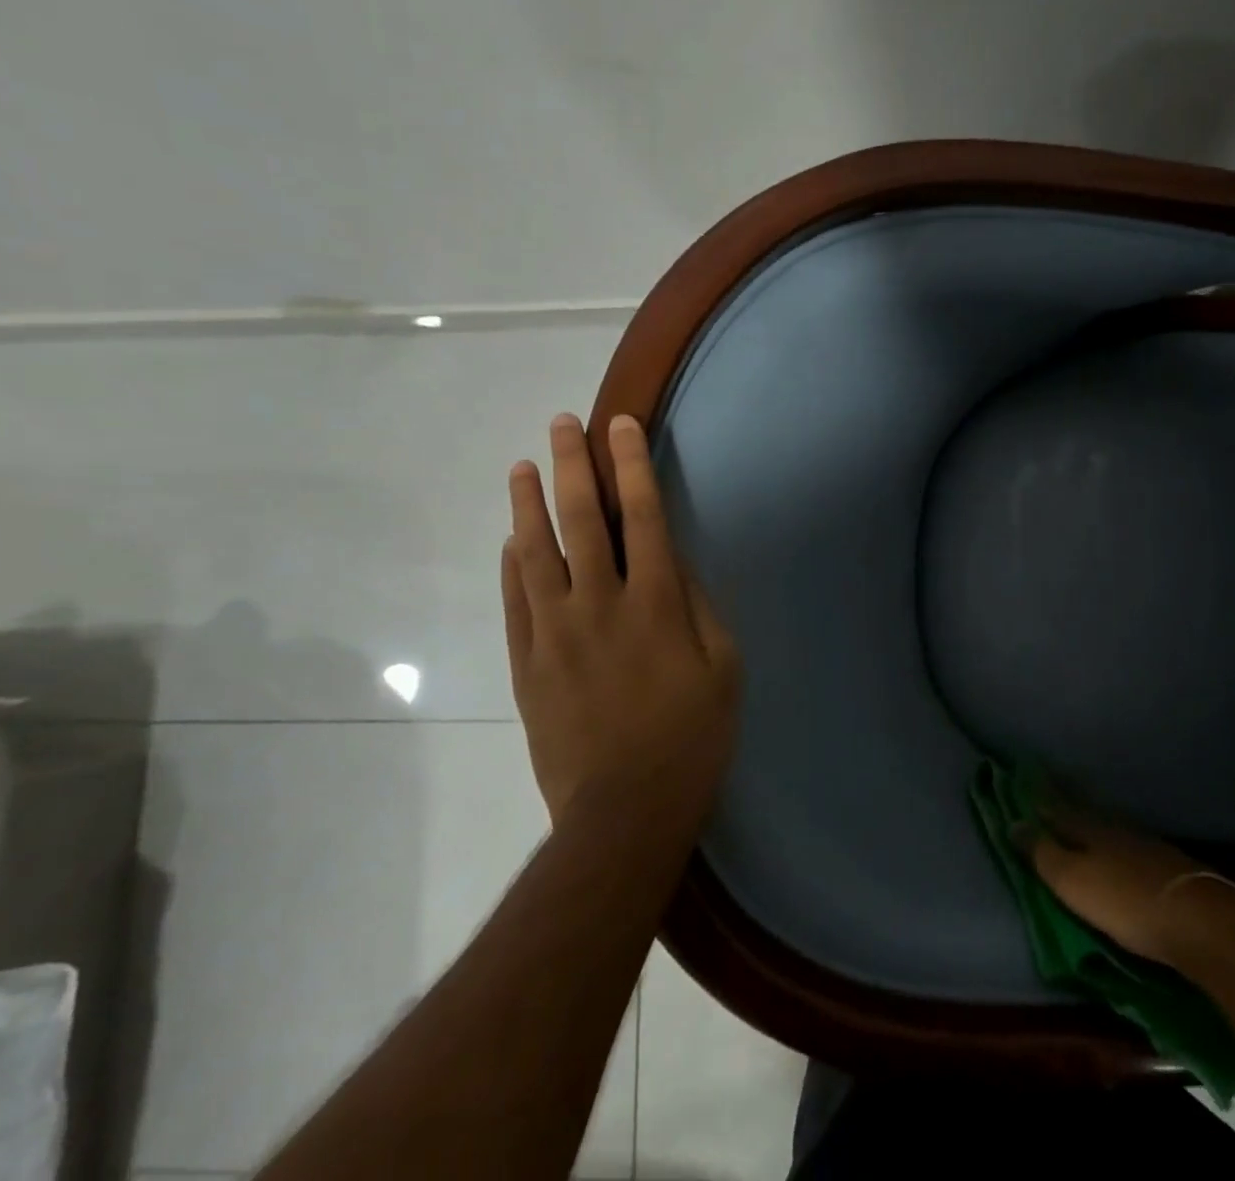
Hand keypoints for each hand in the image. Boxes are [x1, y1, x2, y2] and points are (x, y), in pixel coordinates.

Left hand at [502, 412, 740, 825]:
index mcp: (656, 603)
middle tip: (560, 423)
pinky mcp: (527, 663)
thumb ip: (699, 608)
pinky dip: (512, 564)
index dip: (630, 465)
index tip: (619, 425)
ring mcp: (555, 633)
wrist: (624, 811)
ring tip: (522, 466)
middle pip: (582, 520)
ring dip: (528, 504)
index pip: (643, 516)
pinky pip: (514, 601)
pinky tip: (511, 540)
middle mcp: (600, 604)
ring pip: (535, 553)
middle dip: (572, 465)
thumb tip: (676, 567)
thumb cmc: (692, 738)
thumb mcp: (724, 668)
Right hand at [1031, 802, 1234, 967]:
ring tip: (1080, 822)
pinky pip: (1130, 846)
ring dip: (1092, 824)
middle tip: (1048, 794)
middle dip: (1065, 804)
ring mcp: (1145, 845)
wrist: (1201, 922)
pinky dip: (1117, 845)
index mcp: (1088, 828)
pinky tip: (1119, 852)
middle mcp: (1115, 828)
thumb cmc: (1125, 902)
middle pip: (1084, 813)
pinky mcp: (1168, 867)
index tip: (1023, 778)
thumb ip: (1042, 854)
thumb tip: (1012, 822)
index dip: (1039, 795)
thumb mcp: (1072, 881)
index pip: (1056, 806)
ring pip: (1109, 828)